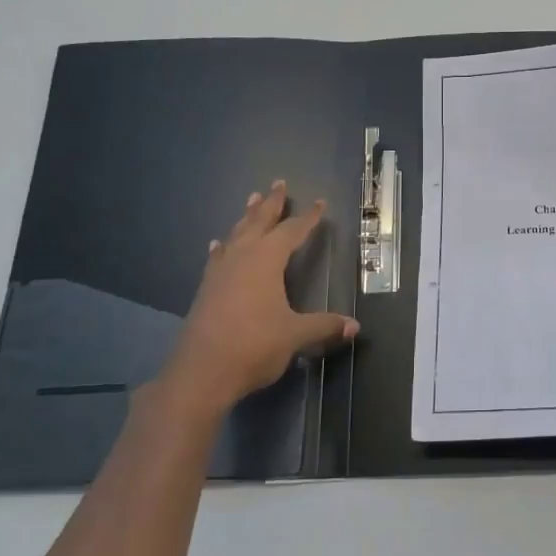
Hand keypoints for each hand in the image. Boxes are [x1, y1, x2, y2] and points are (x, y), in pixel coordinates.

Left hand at [155, 181, 358, 421]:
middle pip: (258, 222)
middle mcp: (241, 258)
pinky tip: (219, 244)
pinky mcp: (206, 289)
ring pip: (236, 235)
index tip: (319, 203)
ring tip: (252, 200)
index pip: (291, 231)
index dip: (307, 218)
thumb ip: (323, 326)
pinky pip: (218, 257)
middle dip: (271, 203)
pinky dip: (223, 246)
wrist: (201, 373)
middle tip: (278, 183)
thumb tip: (354, 326)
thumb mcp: (295, 336)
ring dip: (246, 217)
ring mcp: (220, 273)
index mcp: (266, 261)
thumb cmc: (253, 346)